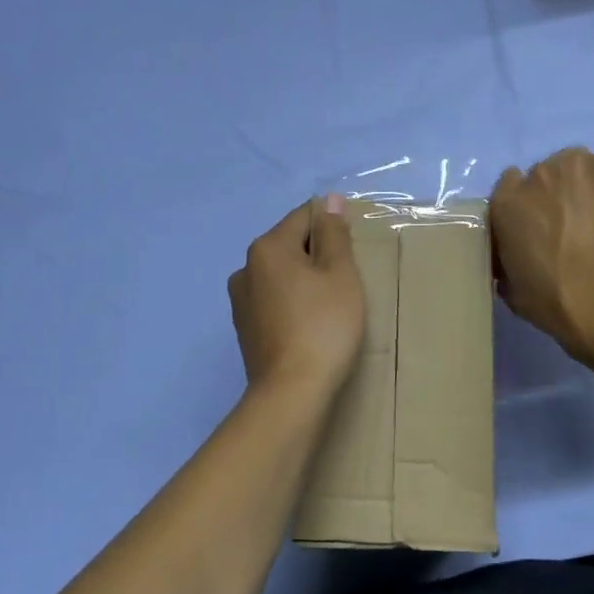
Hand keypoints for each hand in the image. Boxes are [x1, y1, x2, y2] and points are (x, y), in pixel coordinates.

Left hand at [229, 195, 365, 399]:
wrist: (291, 393)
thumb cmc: (324, 326)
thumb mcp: (340, 274)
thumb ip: (334, 234)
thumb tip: (329, 200)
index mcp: (267, 247)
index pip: (305, 217)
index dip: (333, 228)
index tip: (352, 254)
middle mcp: (246, 267)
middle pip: (291, 245)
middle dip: (319, 256)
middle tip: (346, 284)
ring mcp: (241, 301)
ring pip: (282, 275)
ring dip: (305, 281)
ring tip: (330, 308)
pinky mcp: (245, 329)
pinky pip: (274, 301)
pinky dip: (293, 304)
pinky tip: (310, 326)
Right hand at [491, 149, 593, 363]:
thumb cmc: (558, 301)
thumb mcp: (514, 291)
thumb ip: (510, 264)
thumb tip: (520, 259)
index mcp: (507, 203)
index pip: (510, 185)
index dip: (528, 203)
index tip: (542, 223)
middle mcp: (539, 174)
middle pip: (549, 174)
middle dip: (561, 195)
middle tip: (579, 227)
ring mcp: (581, 166)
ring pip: (585, 170)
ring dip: (592, 188)